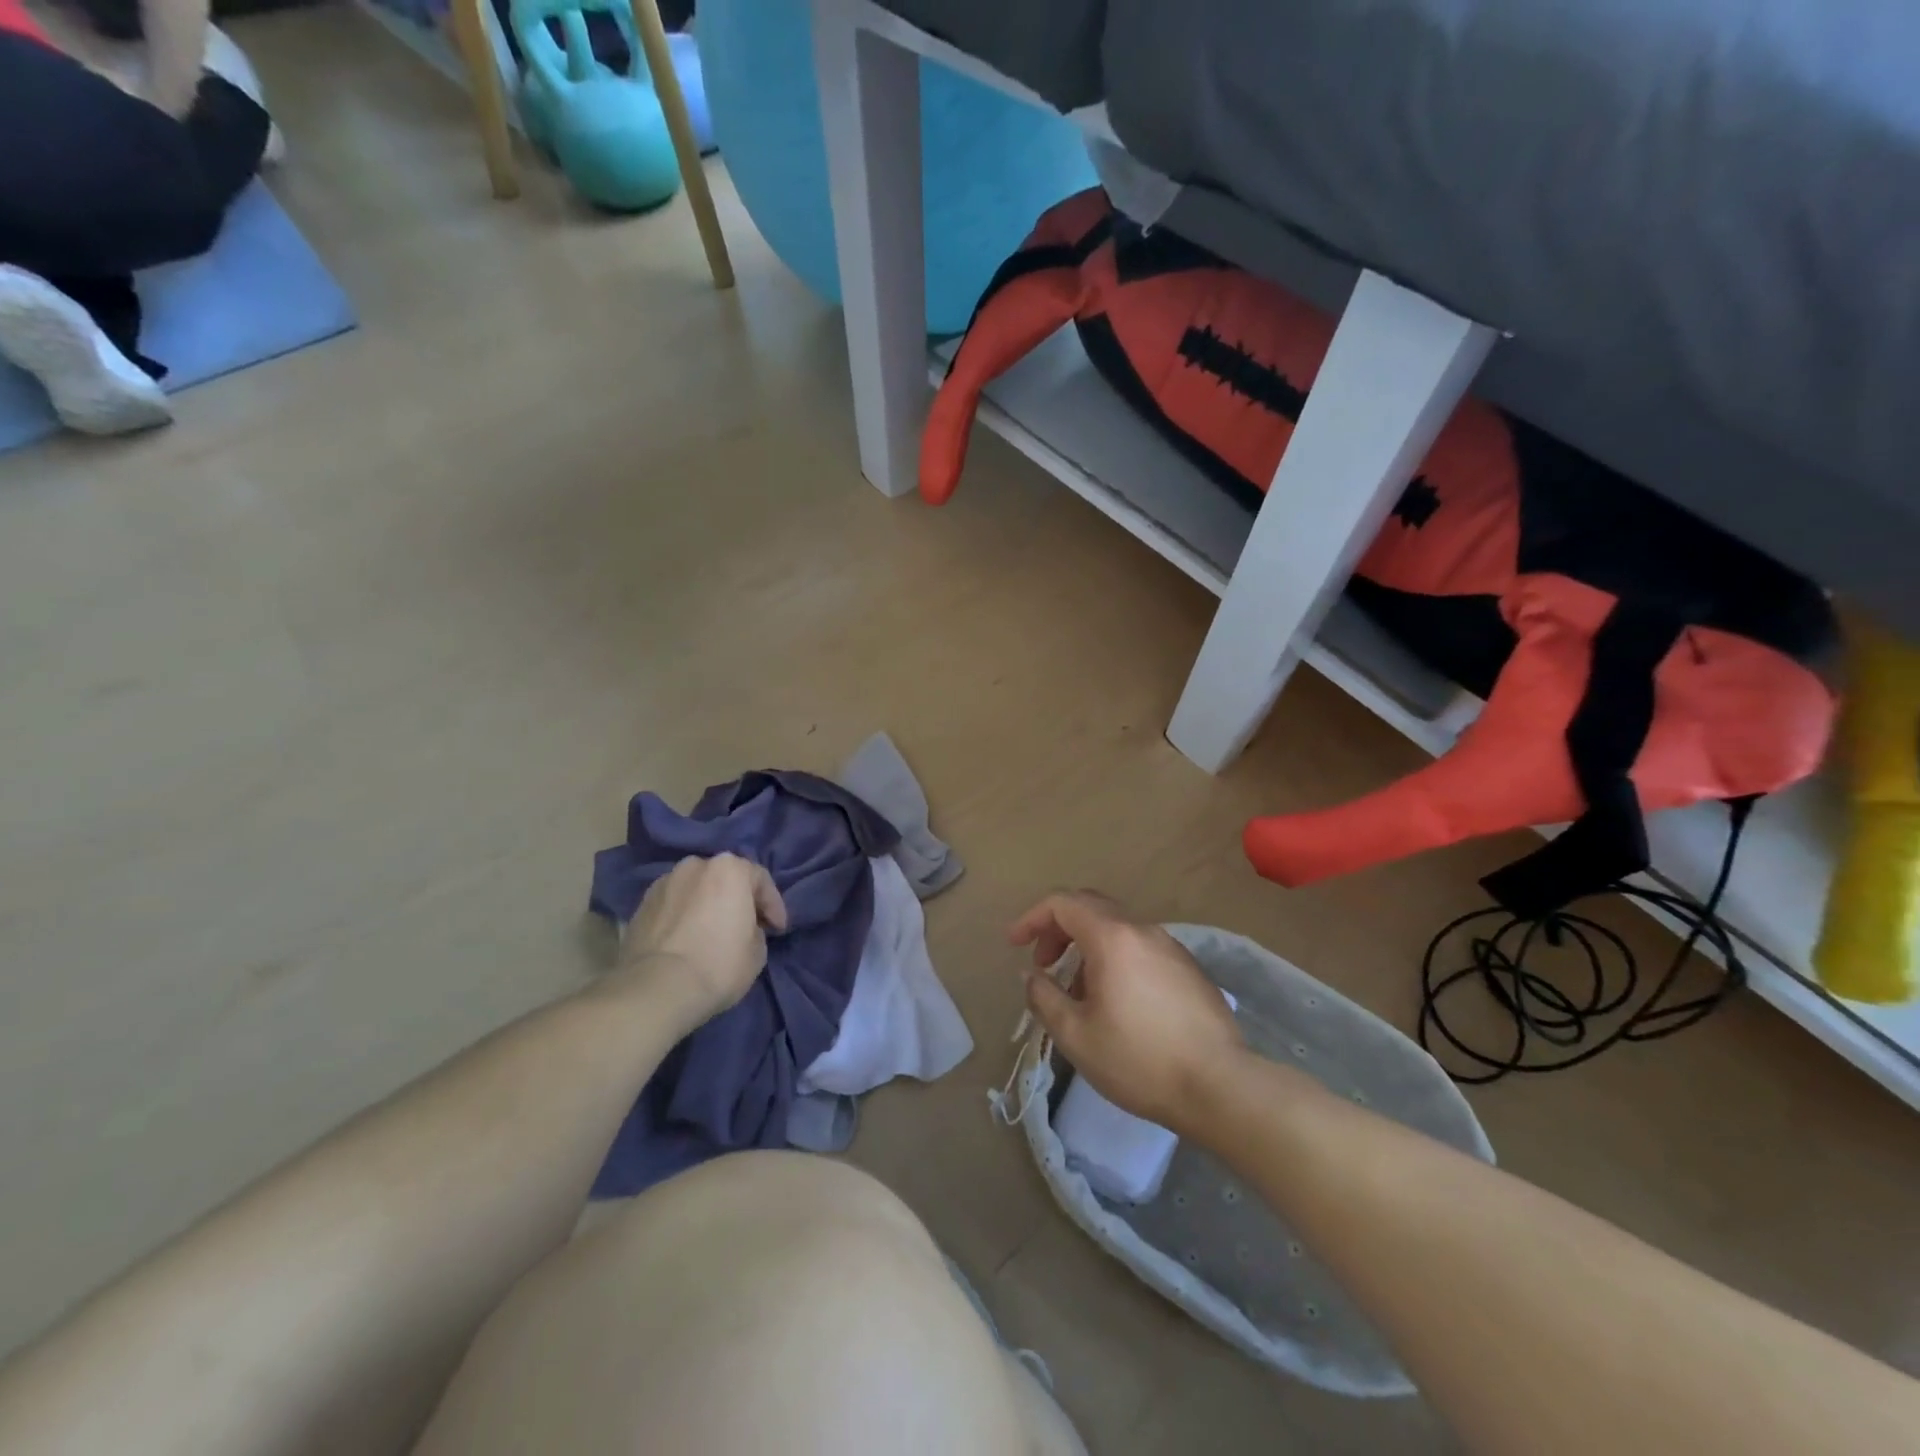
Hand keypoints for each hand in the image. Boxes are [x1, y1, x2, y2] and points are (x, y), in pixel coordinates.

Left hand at [613, 854, 787, 1031]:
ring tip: (712, 932)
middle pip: (724, 879)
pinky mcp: (640, 905)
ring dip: (707, 906)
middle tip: (746, 925)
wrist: (656, 989)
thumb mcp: (758, 951)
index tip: (778, 930)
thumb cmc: (718, 964)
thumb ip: (754, 928)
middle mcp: (695, 866)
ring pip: (696, 890)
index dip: (773, 906)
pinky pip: (673, 906)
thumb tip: (743, 929)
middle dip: (737, 899)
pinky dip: (683, 917)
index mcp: (729, 868)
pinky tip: (687, 940)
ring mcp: (663, 883)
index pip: (760, 880)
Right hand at [1010, 892, 1245, 1133]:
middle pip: (1090, 907)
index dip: (1032, 918)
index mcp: (1112, 937)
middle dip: (1058, 928)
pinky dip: (1114, 958)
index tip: (1014, 944)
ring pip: (1116, 929)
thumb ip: (1044, 997)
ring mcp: (1171, 947)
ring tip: (1077, 992)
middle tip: (1042, 962)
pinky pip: (1140, 947)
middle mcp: (1142, 930)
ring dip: (1086, 946)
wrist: (1221, 1086)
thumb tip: (1031, 976)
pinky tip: (1115, 1001)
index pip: (1063, 903)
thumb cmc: (1139, 1060)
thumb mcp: (1076, 1035)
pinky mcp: (1189, 968)